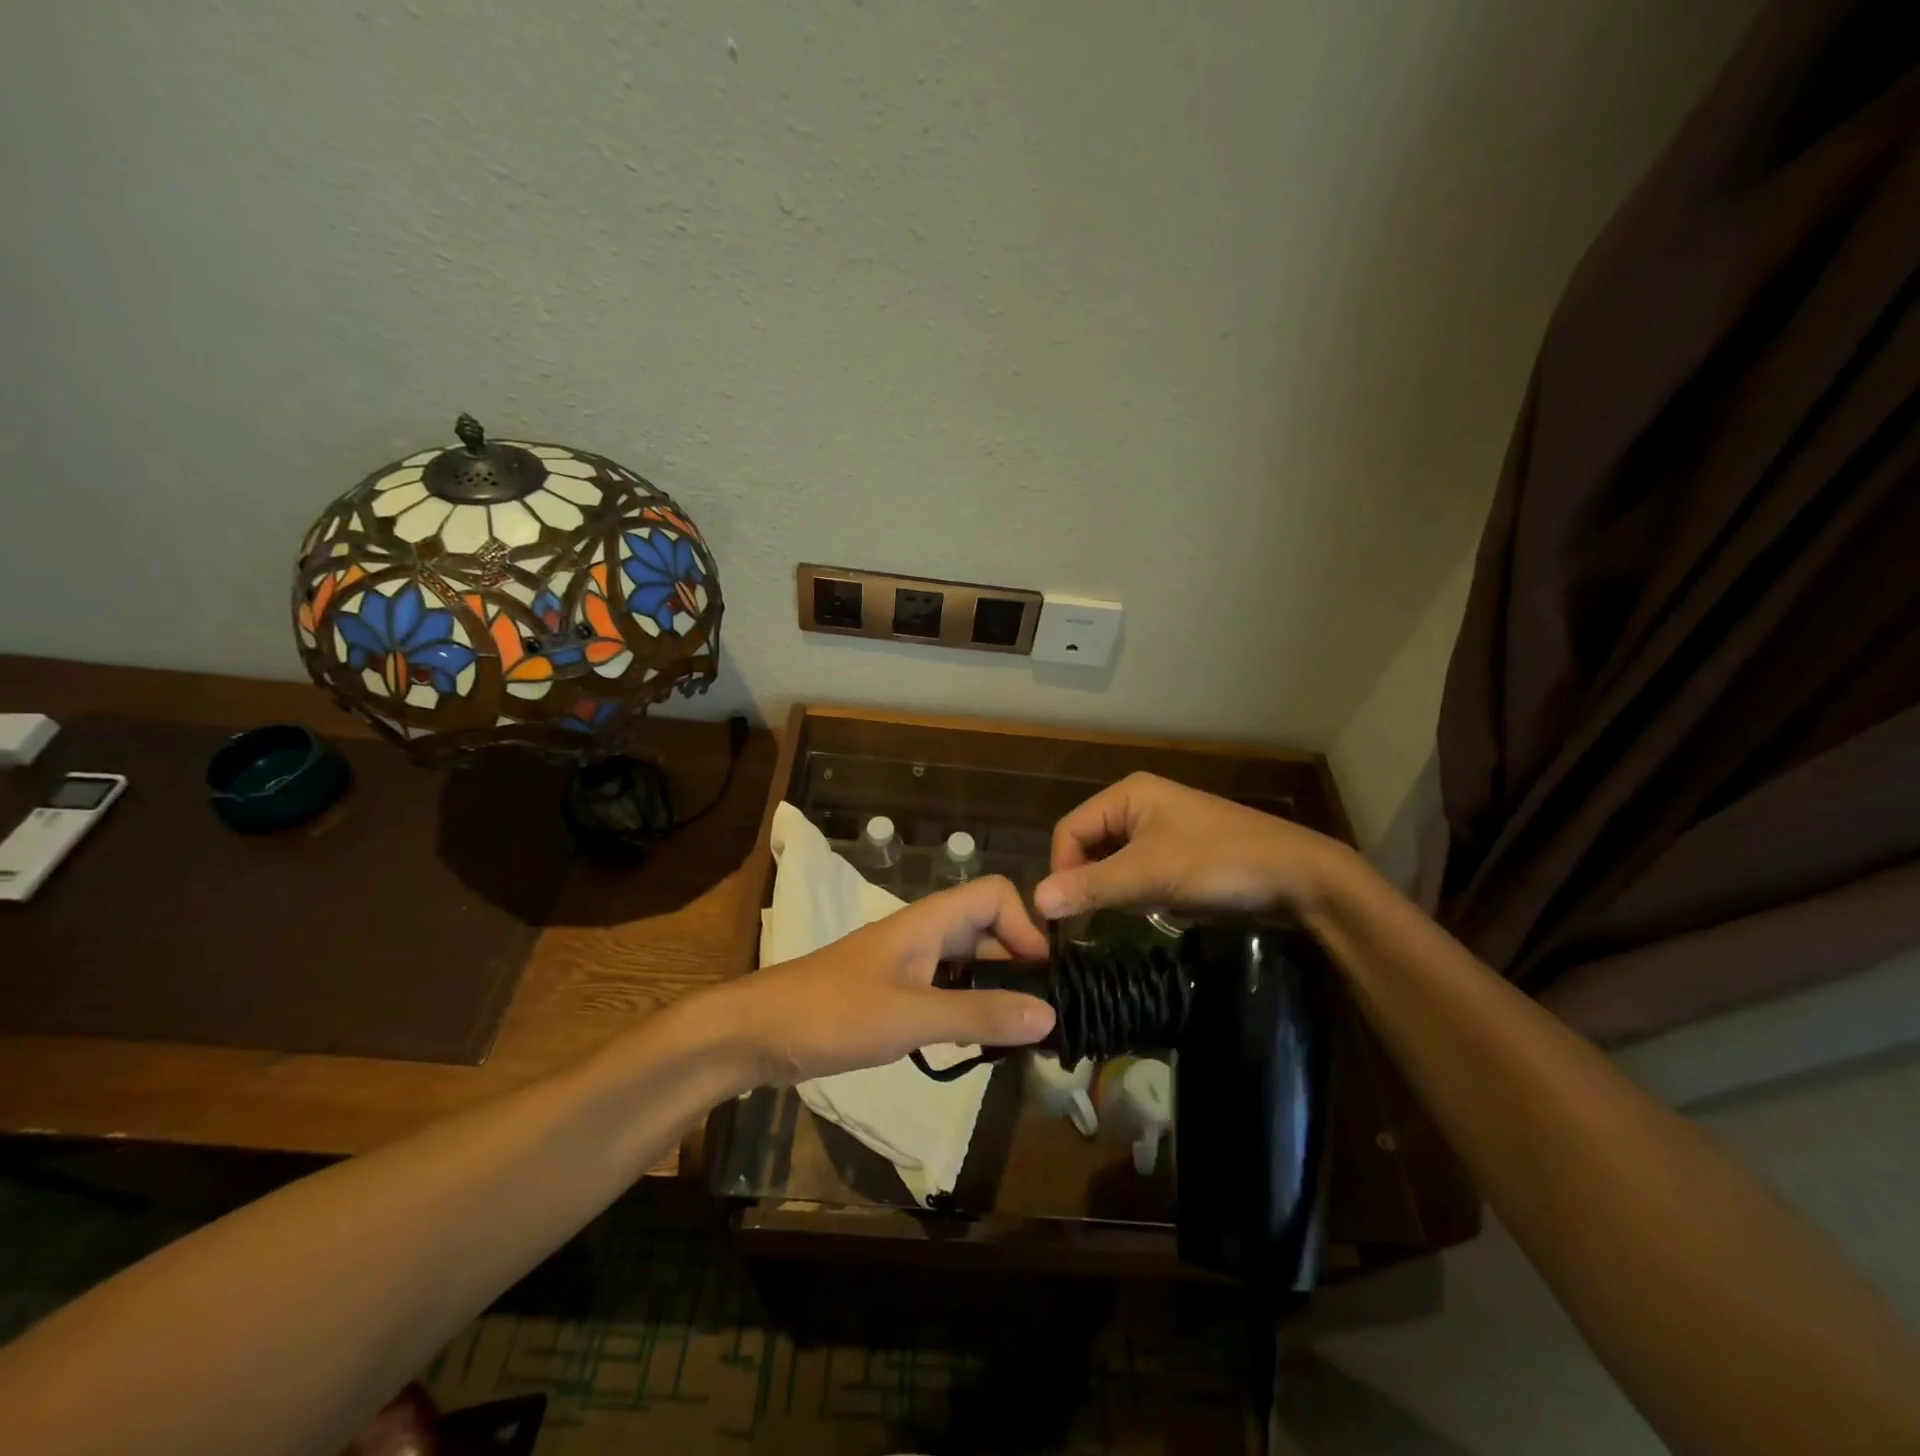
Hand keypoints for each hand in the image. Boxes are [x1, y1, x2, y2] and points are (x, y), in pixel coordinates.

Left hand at [724, 875, 1056, 1084]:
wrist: (758, 1032)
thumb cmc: (832, 1013)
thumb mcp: (909, 1016)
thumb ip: (978, 1014)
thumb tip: (1050, 1013)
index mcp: (930, 921)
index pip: (995, 894)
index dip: (1026, 926)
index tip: (1042, 978)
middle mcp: (925, 933)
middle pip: (989, 929)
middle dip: (1020, 966)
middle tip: (1044, 1020)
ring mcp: (910, 963)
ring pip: (970, 962)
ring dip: (998, 991)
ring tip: (1021, 1038)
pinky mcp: (896, 991)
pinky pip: (948, 989)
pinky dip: (970, 1009)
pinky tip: (977, 1043)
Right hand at [1032, 772, 1355, 921]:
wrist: (1300, 877)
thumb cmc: (1218, 863)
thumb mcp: (1148, 875)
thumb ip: (1090, 887)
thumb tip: (1035, 900)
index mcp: (1127, 795)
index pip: (1069, 830)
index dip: (1062, 870)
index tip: (1067, 913)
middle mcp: (1140, 804)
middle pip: (1090, 846)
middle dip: (1094, 882)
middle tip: (1101, 916)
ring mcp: (1164, 829)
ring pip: (1116, 863)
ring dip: (1120, 890)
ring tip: (1141, 909)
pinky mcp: (1182, 853)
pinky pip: (1142, 872)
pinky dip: (1143, 893)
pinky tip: (1163, 908)